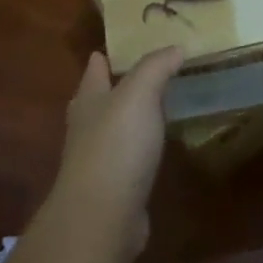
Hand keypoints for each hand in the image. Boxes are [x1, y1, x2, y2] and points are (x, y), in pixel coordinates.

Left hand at [47, 47, 183, 259]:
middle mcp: (87, 127)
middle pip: (97, 100)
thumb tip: (175, 47)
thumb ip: (156, 67)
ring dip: (128, 119)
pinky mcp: (113, 188)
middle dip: (111, 87)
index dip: (103, 57)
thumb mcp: (139, 94)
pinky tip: (154, 150)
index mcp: (89, 100)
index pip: (94, 70)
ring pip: (112, 130)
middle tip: (138, 75)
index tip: (114, 48)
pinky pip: (127, 159)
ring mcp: (97, 161)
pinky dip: (138, 150)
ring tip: (153, 108)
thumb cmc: (117, 144)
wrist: (103, 215)